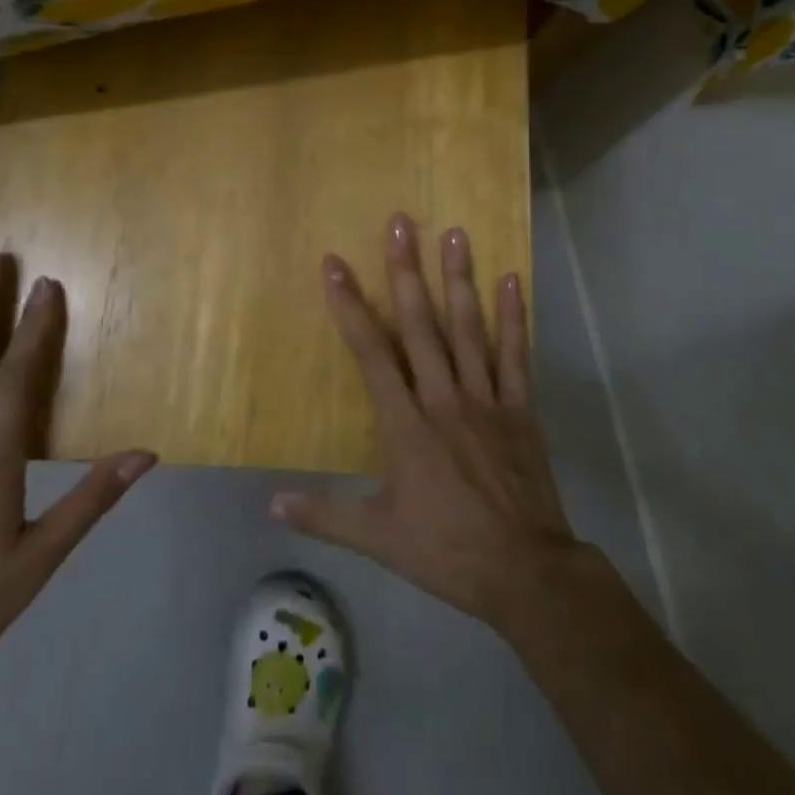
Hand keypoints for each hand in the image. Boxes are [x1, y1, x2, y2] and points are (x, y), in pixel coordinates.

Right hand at [271, 214, 584, 634]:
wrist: (524, 572)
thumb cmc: (445, 551)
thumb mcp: (377, 539)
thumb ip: (324, 514)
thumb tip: (271, 503)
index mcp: (404, 424)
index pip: (370, 353)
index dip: (349, 305)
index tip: (334, 264)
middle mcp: (442, 397)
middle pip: (420, 324)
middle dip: (406, 271)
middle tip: (401, 222)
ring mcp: (485, 398)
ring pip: (467, 328)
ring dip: (459, 278)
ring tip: (454, 233)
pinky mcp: (519, 408)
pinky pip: (515, 355)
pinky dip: (513, 316)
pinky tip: (510, 278)